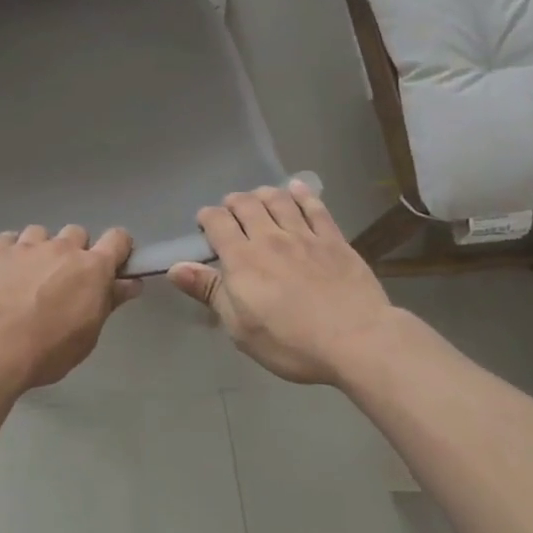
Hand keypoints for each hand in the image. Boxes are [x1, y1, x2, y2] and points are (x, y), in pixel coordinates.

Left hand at [0, 225, 138, 394]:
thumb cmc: (48, 349)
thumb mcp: (88, 335)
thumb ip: (109, 302)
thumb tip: (131, 283)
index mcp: (92, 268)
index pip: (117, 239)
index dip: (118, 247)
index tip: (112, 263)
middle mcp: (62, 248)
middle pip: (77, 233)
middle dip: (74, 250)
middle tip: (64, 278)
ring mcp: (28, 244)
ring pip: (41, 233)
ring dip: (40, 249)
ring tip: (28, 275)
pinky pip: (9, 239)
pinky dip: (10, 252)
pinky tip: (3, 272)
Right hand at [168, 182, 393, 384]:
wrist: (357, 341)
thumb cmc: (291, 342)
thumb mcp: (240, 327)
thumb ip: (209, 291)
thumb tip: (175, 267)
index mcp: (242, 259)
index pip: (217, 221)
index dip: (207, 218)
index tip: (206, 225)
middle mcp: (269, 237)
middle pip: (245, 204)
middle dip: (233, 202)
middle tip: (231, 212)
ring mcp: (304, 235)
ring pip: (278, 199)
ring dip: (263, 194)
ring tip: (259, 198)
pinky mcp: (334, 239)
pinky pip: (315, 207)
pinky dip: (302, 194)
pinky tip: (297, 189)